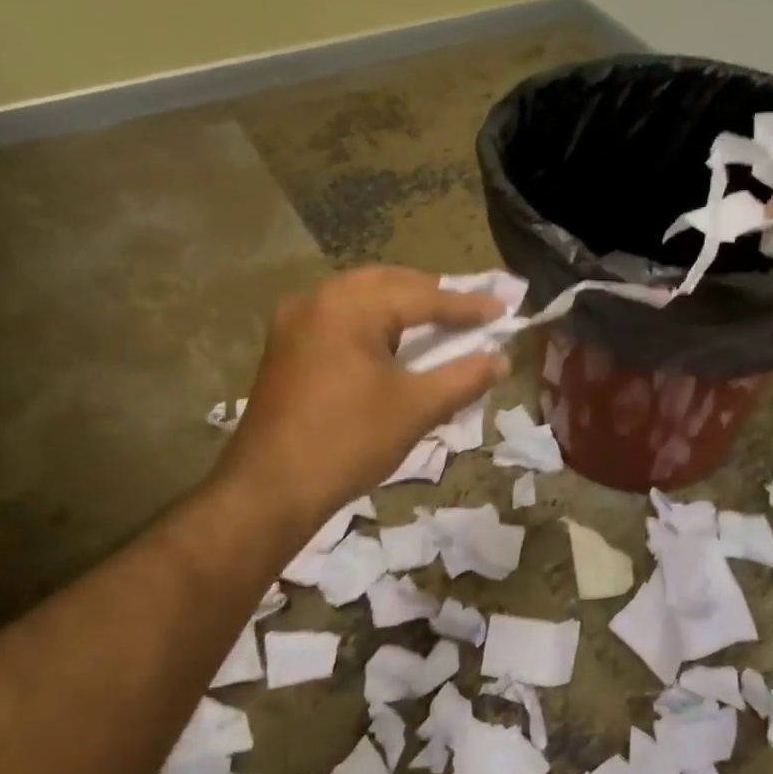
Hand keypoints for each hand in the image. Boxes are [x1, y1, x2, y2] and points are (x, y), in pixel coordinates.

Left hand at [215, 267, 506, 526]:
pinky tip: (391, 342)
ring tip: (436, 322)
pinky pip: (340, 316)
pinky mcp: (286, 346)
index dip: (466, 305)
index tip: (503, 311)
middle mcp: (317, 300)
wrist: (269, 490)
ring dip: (401, 305)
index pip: (421, 296)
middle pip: (388, 283)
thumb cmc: (349, 443)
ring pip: (360, 296)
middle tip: (469, 311)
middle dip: (431, 294)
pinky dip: (373, 321)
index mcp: (349, 307)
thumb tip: (501, 360)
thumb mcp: (416, 409)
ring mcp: (295, 321)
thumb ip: (464, 377)